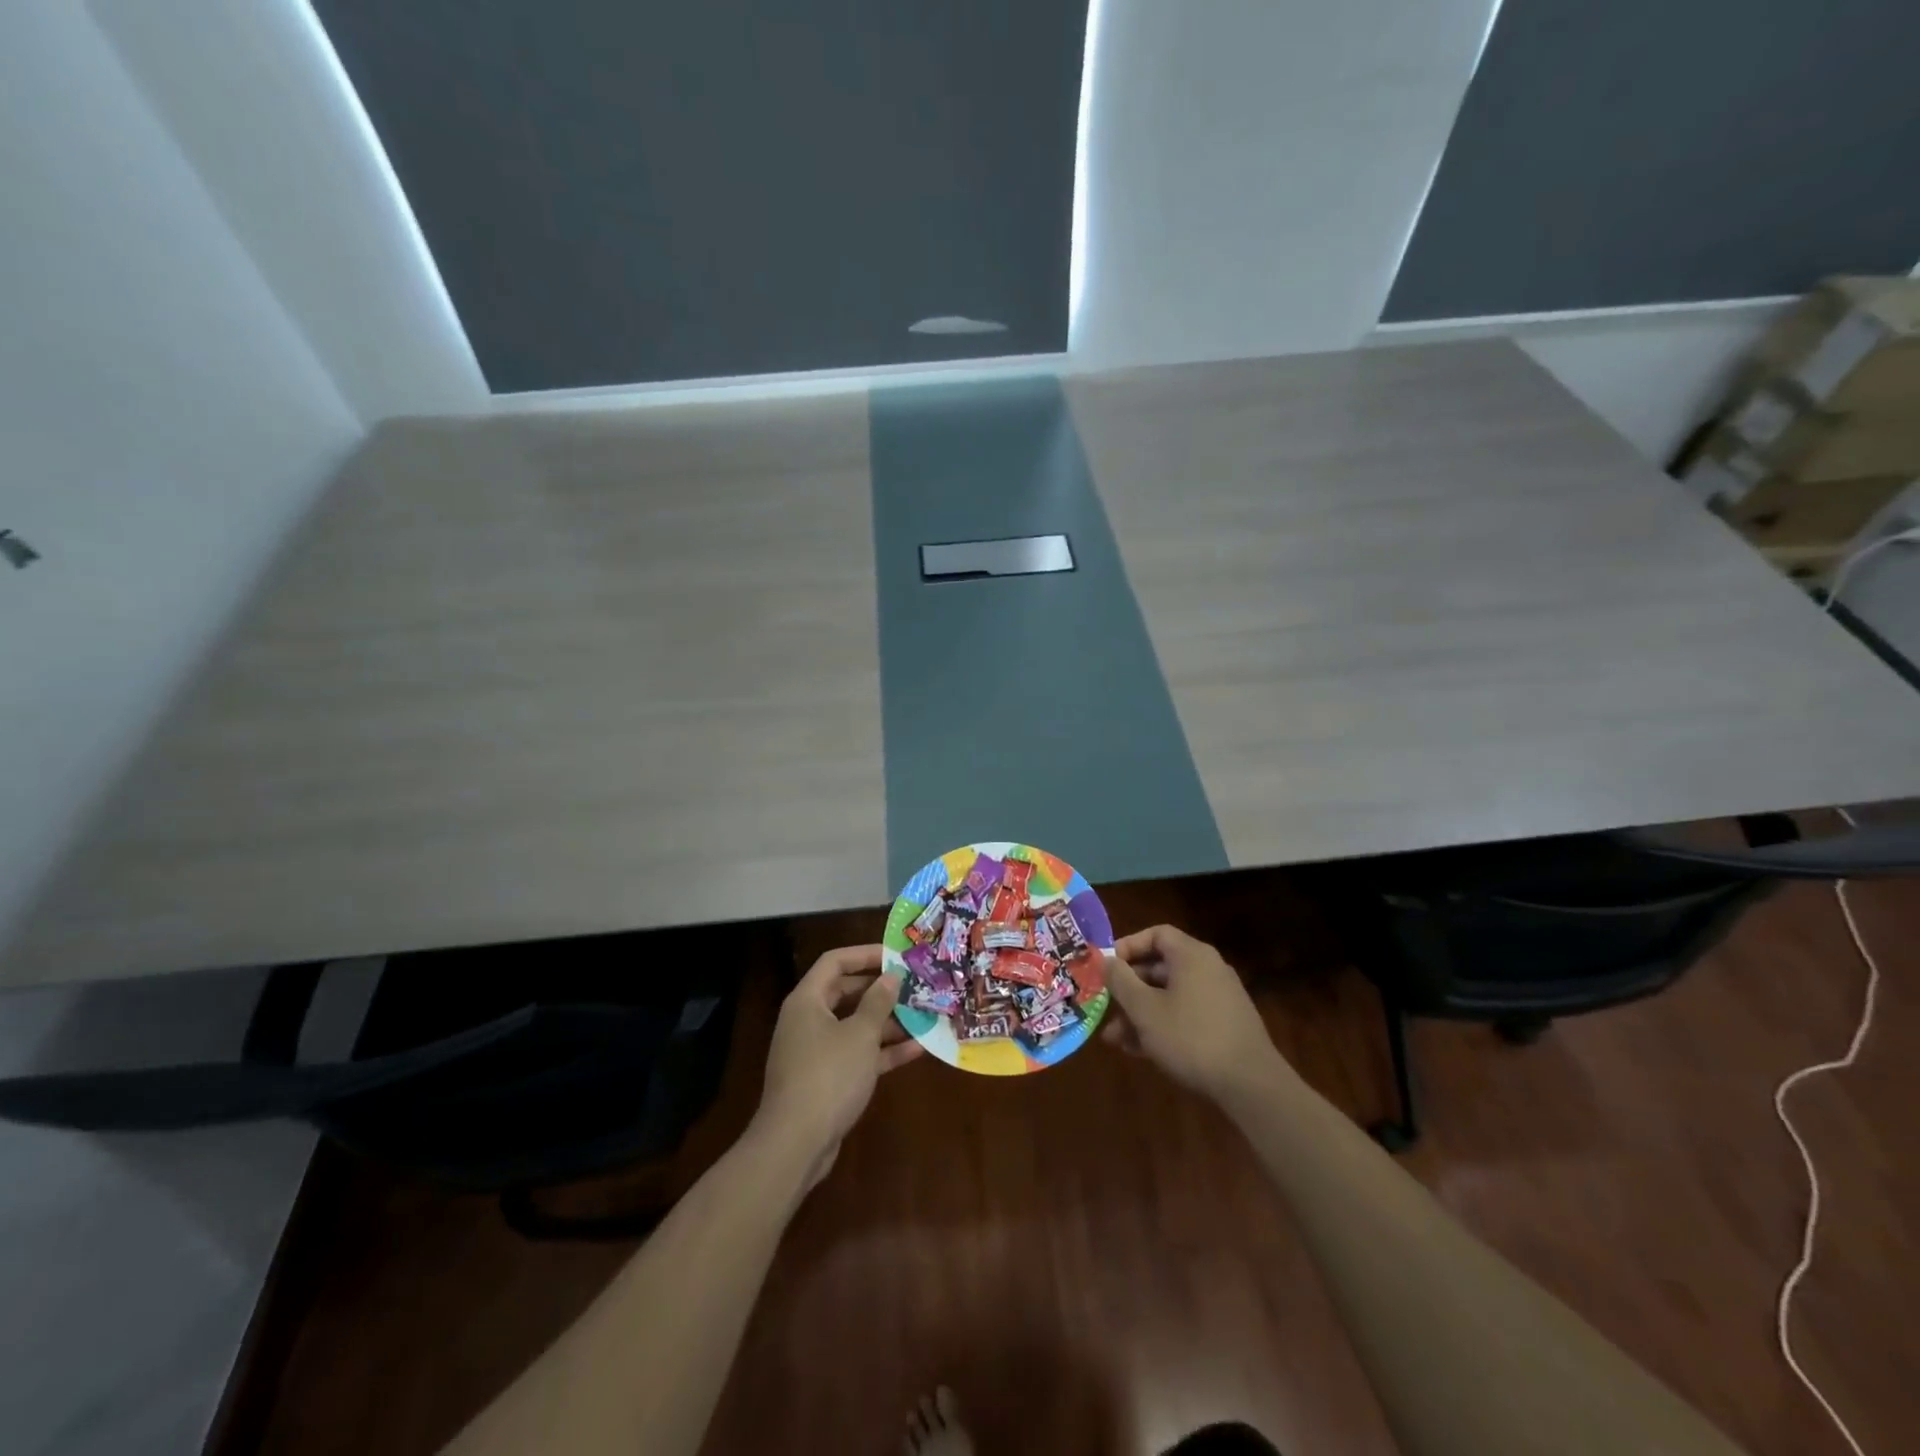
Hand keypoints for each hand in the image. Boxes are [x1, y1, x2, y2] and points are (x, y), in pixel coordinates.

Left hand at [754, 945, 921, 1186]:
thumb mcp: (860, 1034)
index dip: (864, 954)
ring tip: (924, 1015)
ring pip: (855, 1026)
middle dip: (881, 990)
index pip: (834, 962)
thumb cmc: (828, 1076)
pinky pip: (857, 1055)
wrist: (795, 1144)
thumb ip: (878, 1002)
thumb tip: (890, 977)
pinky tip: (918, 1049)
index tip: (896, 956)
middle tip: (914, 986)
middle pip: (846, 993)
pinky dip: (883, 1051)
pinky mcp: (826, 1080)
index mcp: (807, 1001)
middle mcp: (808, 1021)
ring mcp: (816, 1052)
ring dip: (888, 1022)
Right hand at [1104, 925, 1294, 1105]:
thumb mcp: (1145, 1009)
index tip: (1107, 967)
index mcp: (1192, 956)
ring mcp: (1219, 998)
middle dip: (1129, 988)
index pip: (1156, 934)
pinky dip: (1162, 1025)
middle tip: (1105, 1006)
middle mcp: (1208, 969)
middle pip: (1160, 967)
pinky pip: (1185, 1015)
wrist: (1251, 1085)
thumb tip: (1106, 960)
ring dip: (1140, 1013)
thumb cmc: (1191, 1037)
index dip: (1128, 946)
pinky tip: (1140, 1051)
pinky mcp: (1225, 1025)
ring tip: (1115, 1039)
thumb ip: (1121, 981)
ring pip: (1170, 996)